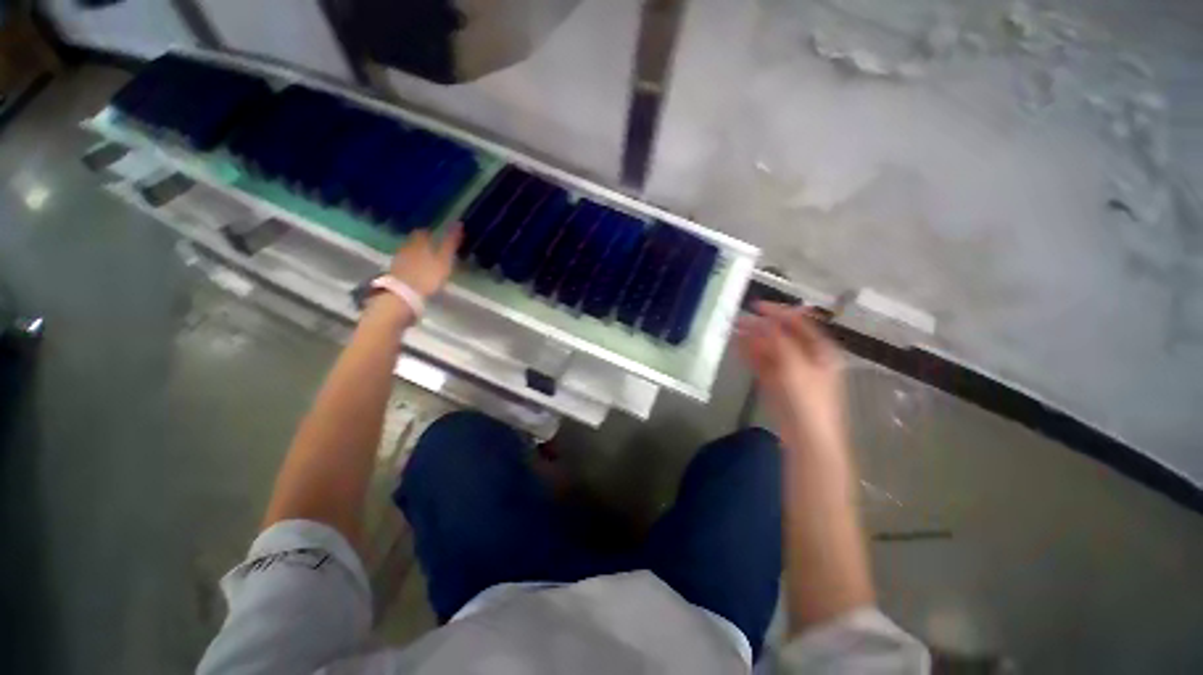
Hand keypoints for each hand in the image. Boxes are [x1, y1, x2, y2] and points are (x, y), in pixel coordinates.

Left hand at [388, 224, 463, 297]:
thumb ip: (450, 243)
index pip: (423, 232)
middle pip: (414, 240)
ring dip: (416, 253)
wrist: (404, 292)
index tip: (437, 236)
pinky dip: (411, 263)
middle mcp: (407, 246)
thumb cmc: (428, 275)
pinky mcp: (395, 269)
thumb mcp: (444, 260)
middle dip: (422, 242)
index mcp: (420, 241)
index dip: (430, 233)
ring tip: (425, 260)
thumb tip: (459, 223)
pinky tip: (416, 269)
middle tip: (432, 248)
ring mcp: (399, 258)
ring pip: (409, 250)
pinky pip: (404, 261)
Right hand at [736, 301, 846, 454]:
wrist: (806, 438)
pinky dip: (751, 354)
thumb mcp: (795, 366)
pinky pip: (763, 363)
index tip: (755, 306)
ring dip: (752, 339)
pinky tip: (737, 347)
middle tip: (738, 319)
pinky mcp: (777, 383)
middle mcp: (806, 357)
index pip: (799, 323)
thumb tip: (764, 322)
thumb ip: (779, 341)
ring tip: (733, 330)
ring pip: (769, 349)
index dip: (778, 312)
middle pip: (782, 335)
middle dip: (760, 326)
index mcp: (820, 350)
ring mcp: (790, 370)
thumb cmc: (807, 400)